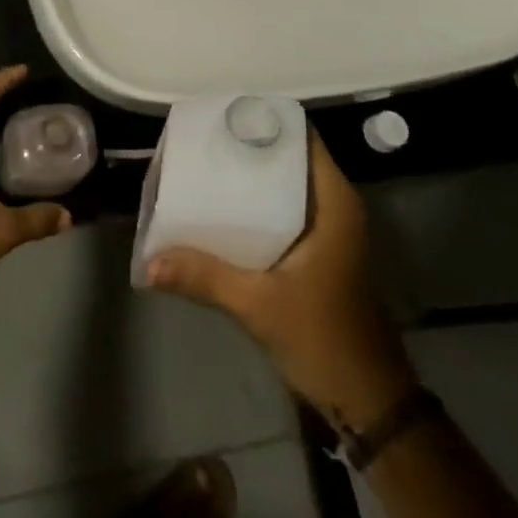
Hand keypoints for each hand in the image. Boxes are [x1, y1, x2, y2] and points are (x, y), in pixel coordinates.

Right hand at [146, 132, 416, 429]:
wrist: (368, 403)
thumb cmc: (323, 339)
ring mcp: (331, 230)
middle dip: (250, 146)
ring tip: (208, 165)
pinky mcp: (322, 252)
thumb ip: (205, 277)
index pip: (303, 137)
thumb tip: (149, 261)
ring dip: (253, 175)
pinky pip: (287, 208)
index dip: (267, 119)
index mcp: (334, 203)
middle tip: (205, 139)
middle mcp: (335, 206)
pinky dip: (260, 202)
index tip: (226, 113)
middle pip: (290, 156)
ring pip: (288, 183)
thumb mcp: (259, 305)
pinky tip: (225, 208)